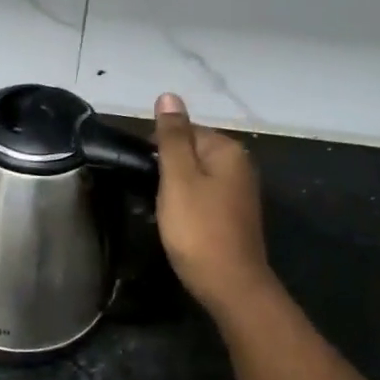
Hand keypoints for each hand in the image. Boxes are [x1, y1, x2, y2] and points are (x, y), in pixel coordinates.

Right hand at [153, 92, 272, 319]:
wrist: (229, 283)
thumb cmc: (198, 228)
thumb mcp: (178, 178)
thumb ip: (172, 137)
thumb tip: (168, 95)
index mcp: (227, 150)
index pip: (184, 130)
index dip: (157, 149)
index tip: (140, 172)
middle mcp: (239, 165)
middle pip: (190, 153)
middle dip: (165, 169)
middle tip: (147, 193)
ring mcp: (239, 192)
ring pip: (194, 177)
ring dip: (173, 189)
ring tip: (157, 209)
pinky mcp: (233, 215)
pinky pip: (202, 197)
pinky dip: (185, 205)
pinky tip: (175, 222)